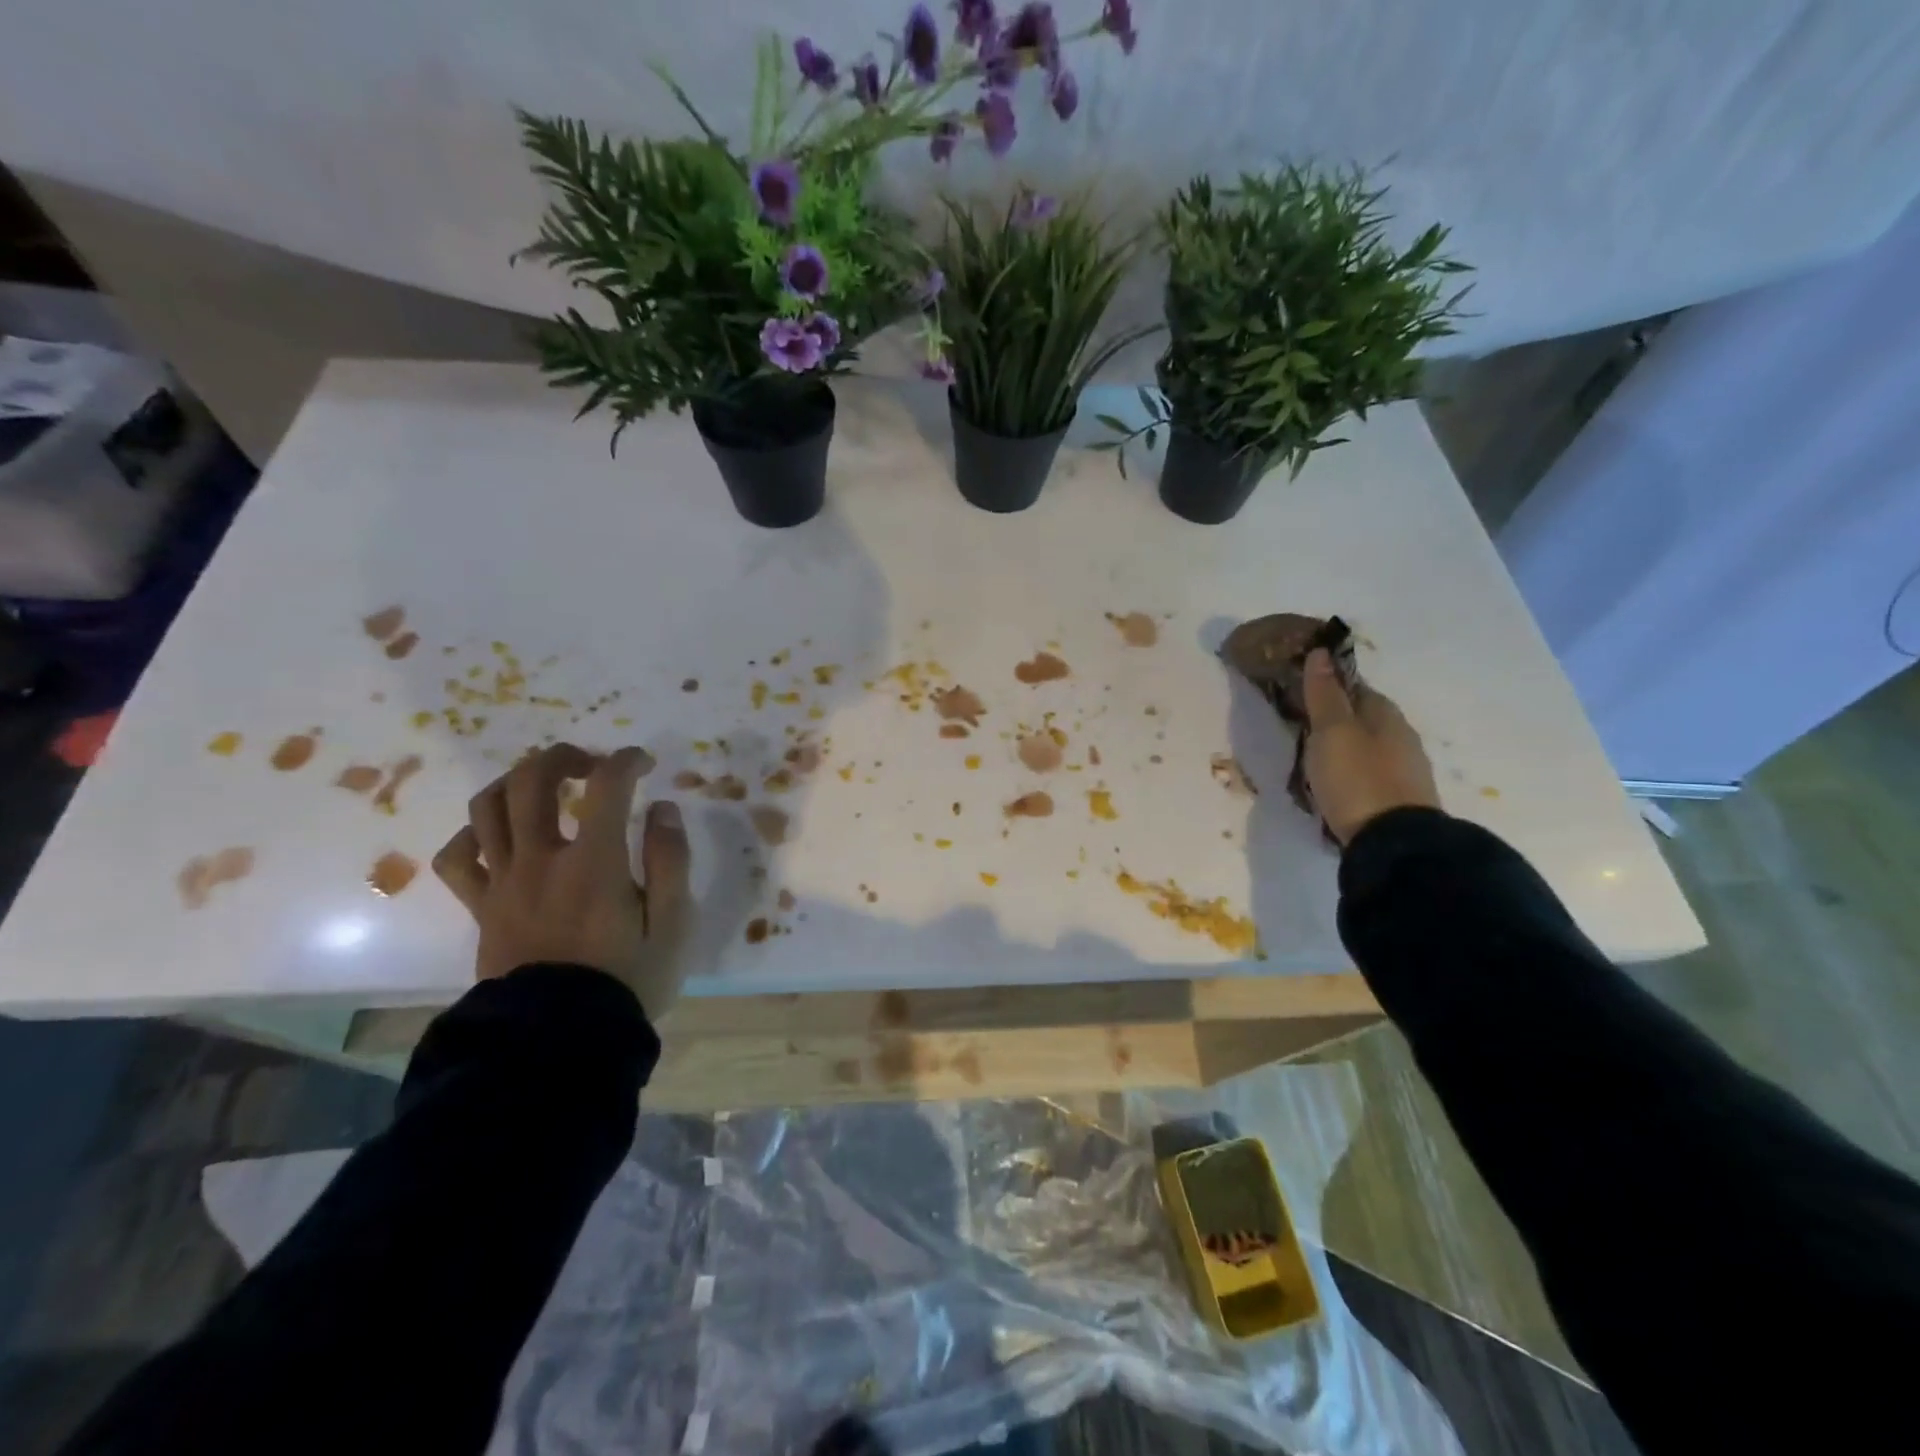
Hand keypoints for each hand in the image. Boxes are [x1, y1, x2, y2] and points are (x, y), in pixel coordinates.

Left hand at [432, 743, 694, 1020]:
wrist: (559, 1041)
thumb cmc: (627, 980)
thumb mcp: (673, 924)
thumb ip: (671, 860)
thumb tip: (661, 809)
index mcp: (594, 862)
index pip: (607, 785)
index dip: (627, 761)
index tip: (644, 763)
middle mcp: (541, 860)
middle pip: (533, 780)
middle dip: (563, 756)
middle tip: (590, 763)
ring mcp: (503, 883)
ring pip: (487, 808)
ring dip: (516, 782)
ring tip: (543, 786)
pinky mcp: (481, 908)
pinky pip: (458, 858)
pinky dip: (474, 833)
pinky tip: (498, 834)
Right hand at [1301, 649, 1440, 844]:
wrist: (1393, 842)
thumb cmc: (1357, 778)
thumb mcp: (1331, 732)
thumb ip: (1324, 694)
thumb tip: (1321, 653)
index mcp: (1385, 713)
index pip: (1355, 687)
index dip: (1328, 685)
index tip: (1300, 691)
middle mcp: (1401, 735)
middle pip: (1362, 717)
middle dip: (1335, 718)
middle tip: (1300, 728)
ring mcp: (1404, 769)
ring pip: (1367, 746)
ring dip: (1343, 748)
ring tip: (1312, 760)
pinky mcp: (1399, 798)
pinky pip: (1368, 773)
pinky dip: (1351, 772)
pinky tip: (1335, 784)